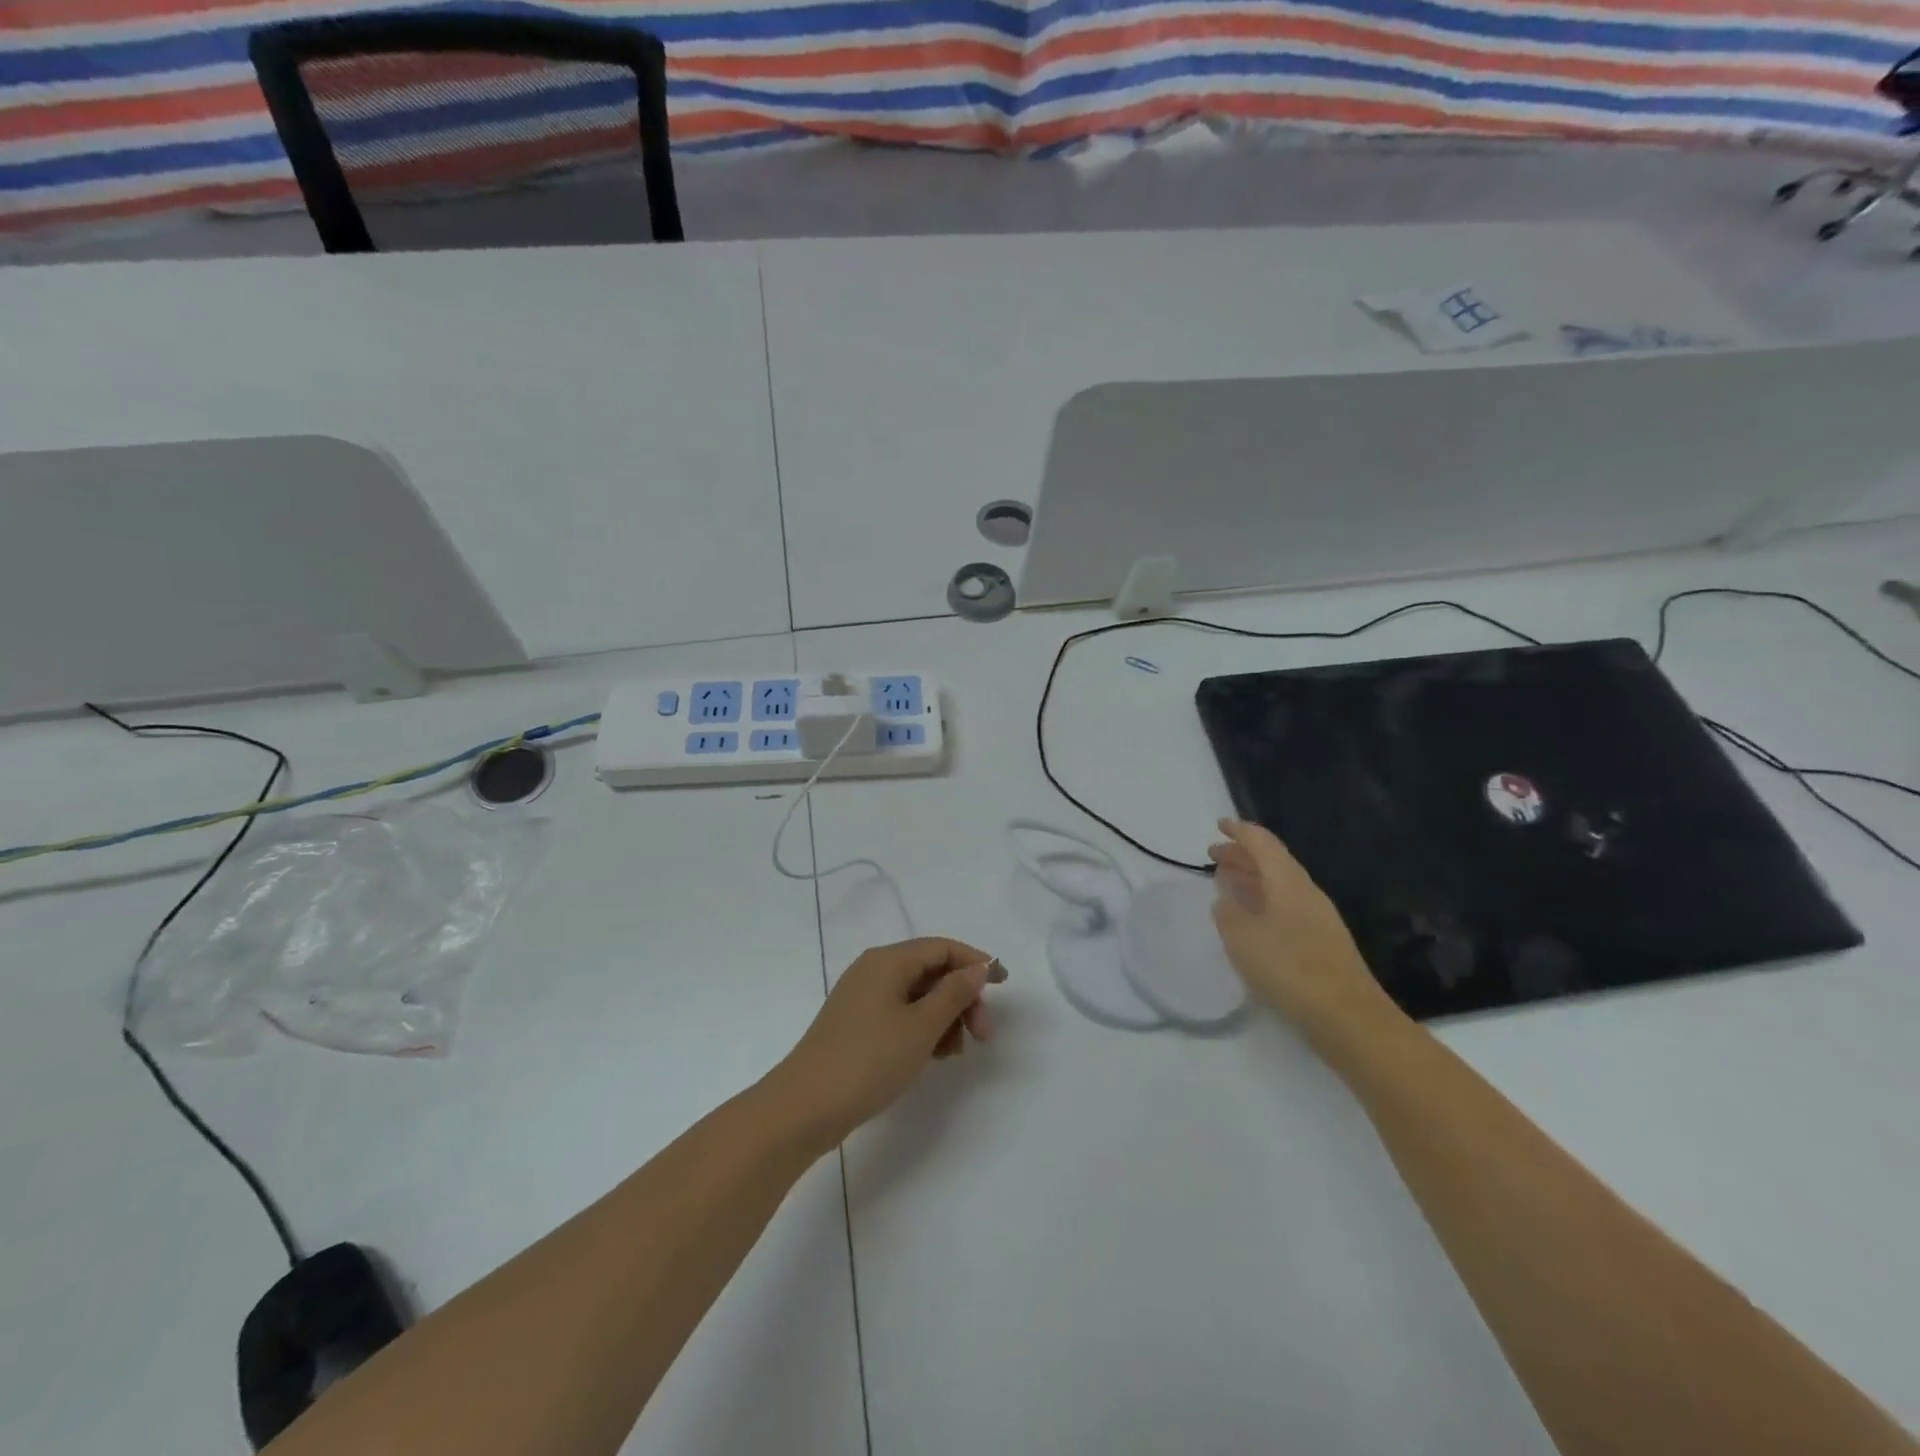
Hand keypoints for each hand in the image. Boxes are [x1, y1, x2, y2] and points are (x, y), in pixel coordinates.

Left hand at [769, 938, 1005, 1151]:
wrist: (805, 1107)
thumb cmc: (869, 1061)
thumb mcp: (921, 1026)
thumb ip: (955, 993)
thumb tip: (978, 967)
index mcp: (888, 960)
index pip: (942, 947)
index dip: (976, 962)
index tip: (1004, 985)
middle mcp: (874, 970)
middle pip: (932, 971)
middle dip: (962, 998)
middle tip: (984, 1035)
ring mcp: (863, 998)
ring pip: (919, 996)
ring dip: (945, 1017)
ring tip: (954, 1053)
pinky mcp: (858, 1024)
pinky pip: (902, 1014)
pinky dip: (923, 1029)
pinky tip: (933, 1057)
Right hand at [1208, 819, 1400, 1043]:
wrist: (1348, 1018)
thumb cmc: (1290, 968)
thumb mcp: (1243, 938)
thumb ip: (1228, 912)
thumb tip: (1226, 898)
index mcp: (1288, 882)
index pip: (1262, 843)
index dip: (1239, 831)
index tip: (1219, 824)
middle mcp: (1305, 892)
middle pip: (1272, 862)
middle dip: (1241, 855)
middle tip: (1213, 855)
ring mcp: (1316, 918)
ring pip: (1278, 885)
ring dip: (1251, 879)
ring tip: (1226, 882)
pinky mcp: (1320, 943)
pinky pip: (1284, 907)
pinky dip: (1261, 902)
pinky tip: (1249, 919)